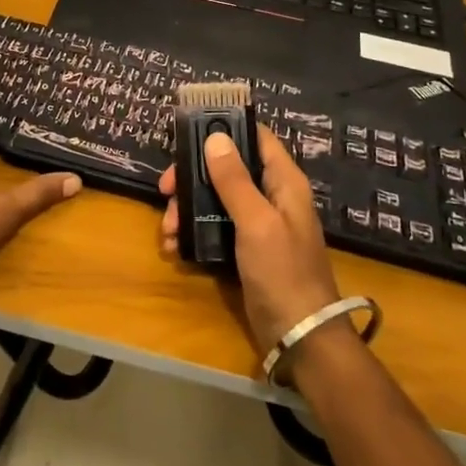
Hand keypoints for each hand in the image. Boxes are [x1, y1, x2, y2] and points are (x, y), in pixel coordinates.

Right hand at [160, 124, 340, 352]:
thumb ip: (234, 180)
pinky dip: (193, 232)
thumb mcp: (256, 222)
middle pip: (226, 168)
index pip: (256, 137)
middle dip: (192, 176)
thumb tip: (214, 137)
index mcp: (283, 182)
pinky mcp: (244, 248)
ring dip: (187, 208)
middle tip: (165, 189)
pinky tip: (175, 247)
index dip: (225, 128)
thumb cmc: (283, 272)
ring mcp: (257, 223)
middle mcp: (270, 196)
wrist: (300, 337)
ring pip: (214, 198)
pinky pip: (213, 227)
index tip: (188, 132)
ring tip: (168, 230)